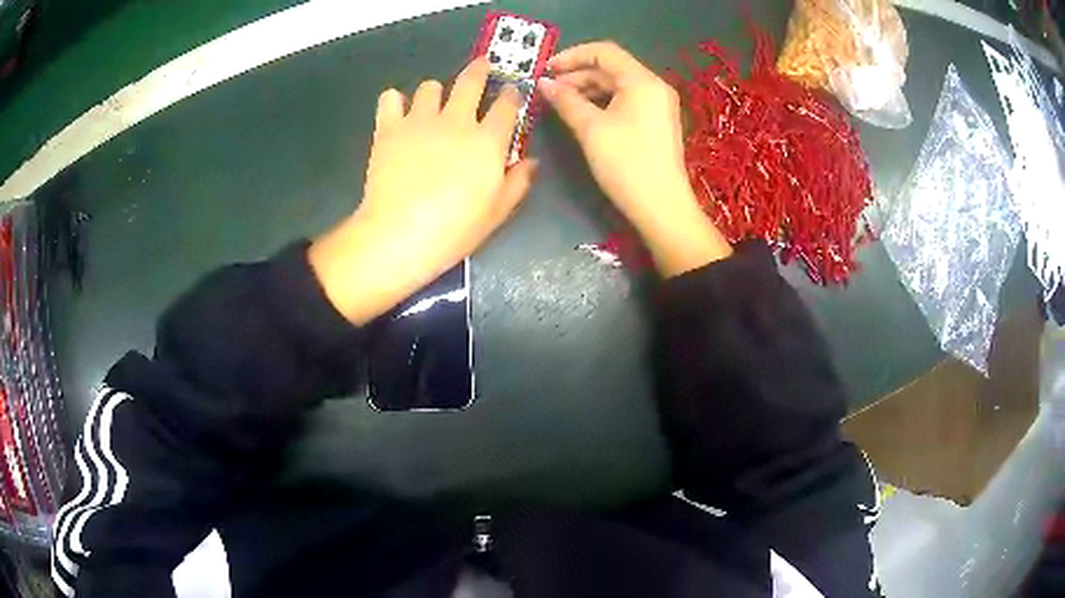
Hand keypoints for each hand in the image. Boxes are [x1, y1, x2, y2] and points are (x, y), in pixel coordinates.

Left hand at [310, 58, 537, 323]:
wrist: (400, 234)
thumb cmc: (454, 229)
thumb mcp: (497, 212)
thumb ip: (518, 182)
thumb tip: (531, 161)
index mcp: (488, 140)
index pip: (507, 105)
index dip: (511, 95)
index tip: (511, 92)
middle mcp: (456, 120)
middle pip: (470, 81)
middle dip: (479, 69)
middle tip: (481, 66)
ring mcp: (420, 121)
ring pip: (430, 87)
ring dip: (435, 92)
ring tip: (432, 103)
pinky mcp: (389, 128)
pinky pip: (390, 98)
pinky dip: (394, 101)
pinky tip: (397, 113)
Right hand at [539, 42, 730, 276]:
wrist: (662, 208)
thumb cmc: (627, 164)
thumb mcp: (591, 129)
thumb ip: (566, 100)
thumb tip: (544, 84)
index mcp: (642, 81)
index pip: (604, 52)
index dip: (572, 55)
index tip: (546, 69)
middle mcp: (654, 87)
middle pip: (611, 68)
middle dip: (577, 75)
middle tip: (548, 90)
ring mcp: (657, 105)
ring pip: (617, 86)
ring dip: (587, 89)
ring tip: (559, 102)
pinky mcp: (655, 122)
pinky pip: (625, 101)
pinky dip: (602, 102)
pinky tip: (582, 113)